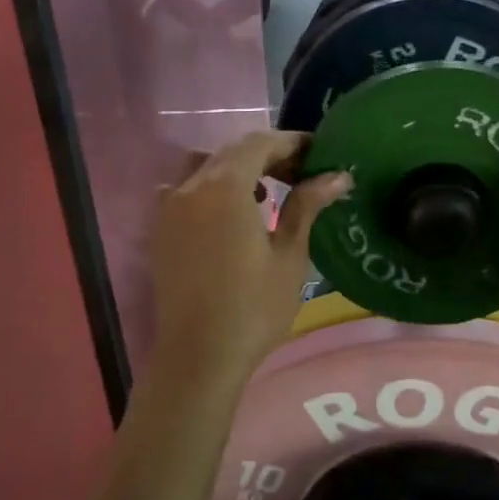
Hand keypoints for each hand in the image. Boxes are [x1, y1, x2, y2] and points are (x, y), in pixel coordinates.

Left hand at [148, 131, 351, 385]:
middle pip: (232, 152)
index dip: (291, 142)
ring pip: (204, 166)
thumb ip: (307, 206)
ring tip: (266, 193)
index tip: (318, 151)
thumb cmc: (254, 308)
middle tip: (302, 173)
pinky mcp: (160, 229)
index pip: (259, 144)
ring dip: (236, 168)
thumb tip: (338, 175)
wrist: (198, 357)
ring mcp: (169, 207)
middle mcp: (191, 187)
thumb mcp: (290, 256)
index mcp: (224, 188)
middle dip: (268, 155)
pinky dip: (210, 186)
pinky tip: (230, 215)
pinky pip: (185, 189)